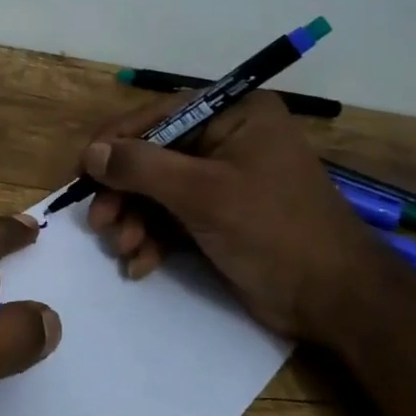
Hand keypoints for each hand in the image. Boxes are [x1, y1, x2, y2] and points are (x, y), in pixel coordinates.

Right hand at [78, 91, 395, 346]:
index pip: (159, 116)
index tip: (81, 173)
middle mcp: (227, 139)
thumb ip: (142, 167)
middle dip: (125, 193)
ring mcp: (223, 180)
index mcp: (234, 114)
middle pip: (154, 156)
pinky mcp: (220, 216)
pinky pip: (172, 217)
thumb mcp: (203, 194)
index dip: (116, 143)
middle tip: (100, 224)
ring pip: (158, 191)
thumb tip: (92, 152)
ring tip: (124, 249)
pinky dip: (153, 239)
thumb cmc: (273, 231)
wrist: (334, 300)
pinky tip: (141, 264)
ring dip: (134, 221)